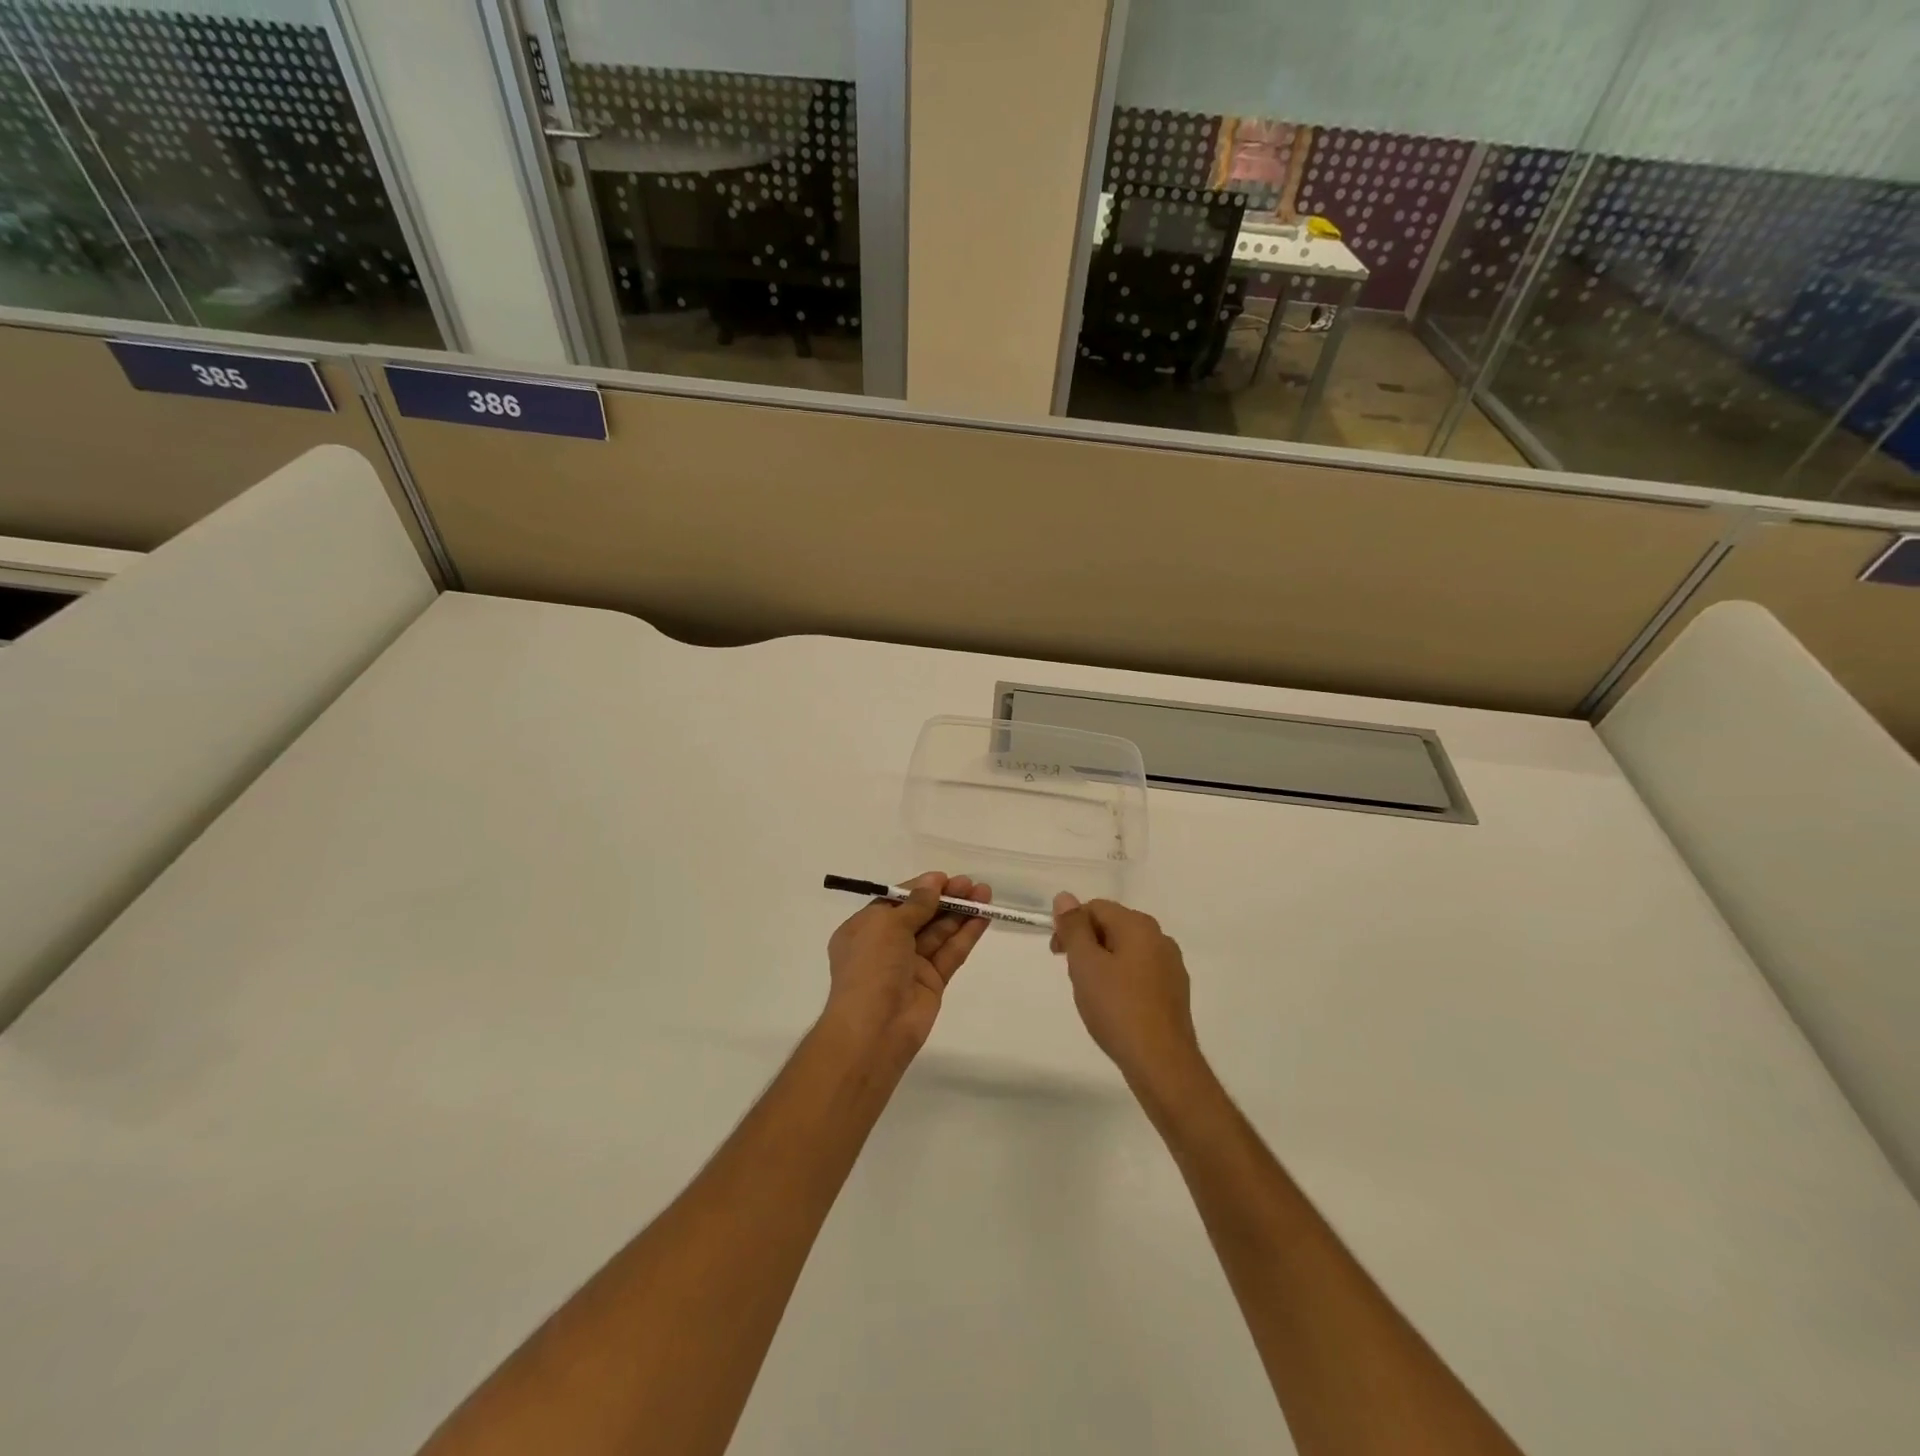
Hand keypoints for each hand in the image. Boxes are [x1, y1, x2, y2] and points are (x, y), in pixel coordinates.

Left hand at [822, 872, 992, 1065]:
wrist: (874, 1029)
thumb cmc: (871, 968)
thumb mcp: (887, 926)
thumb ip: (915, 904)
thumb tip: (932, 882)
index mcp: (865, 929)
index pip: (896, 901)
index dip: (921, 888)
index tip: (945, 878)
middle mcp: (886, 945)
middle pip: (921, 915)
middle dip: (945, 898)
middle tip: (971, 884)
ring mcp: (910, 965)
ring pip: (939, 933)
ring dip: (960, 913)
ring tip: (985, 893)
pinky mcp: (932, 982)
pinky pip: (950, 953)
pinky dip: (966, 935)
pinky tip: (983, 917)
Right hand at [1051, 893, 1200, 1089]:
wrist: (1162, 1063)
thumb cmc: (1118, 1008)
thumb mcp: (1085, 964)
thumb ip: (1073, 927)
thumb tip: (1065, 897)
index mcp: (1139, 925)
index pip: (1096, 908)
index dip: (1071, 926)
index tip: (1057, 954)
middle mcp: (1160, 938)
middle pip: (1113, 926)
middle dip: (1087, 945)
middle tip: (1073, 976)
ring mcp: (1171, 966)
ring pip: (1126, 951)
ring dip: (1103, 963)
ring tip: (1092, 994)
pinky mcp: (1175, 992)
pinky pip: (1140, 973)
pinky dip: (1122, 981)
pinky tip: (1114, 1007)